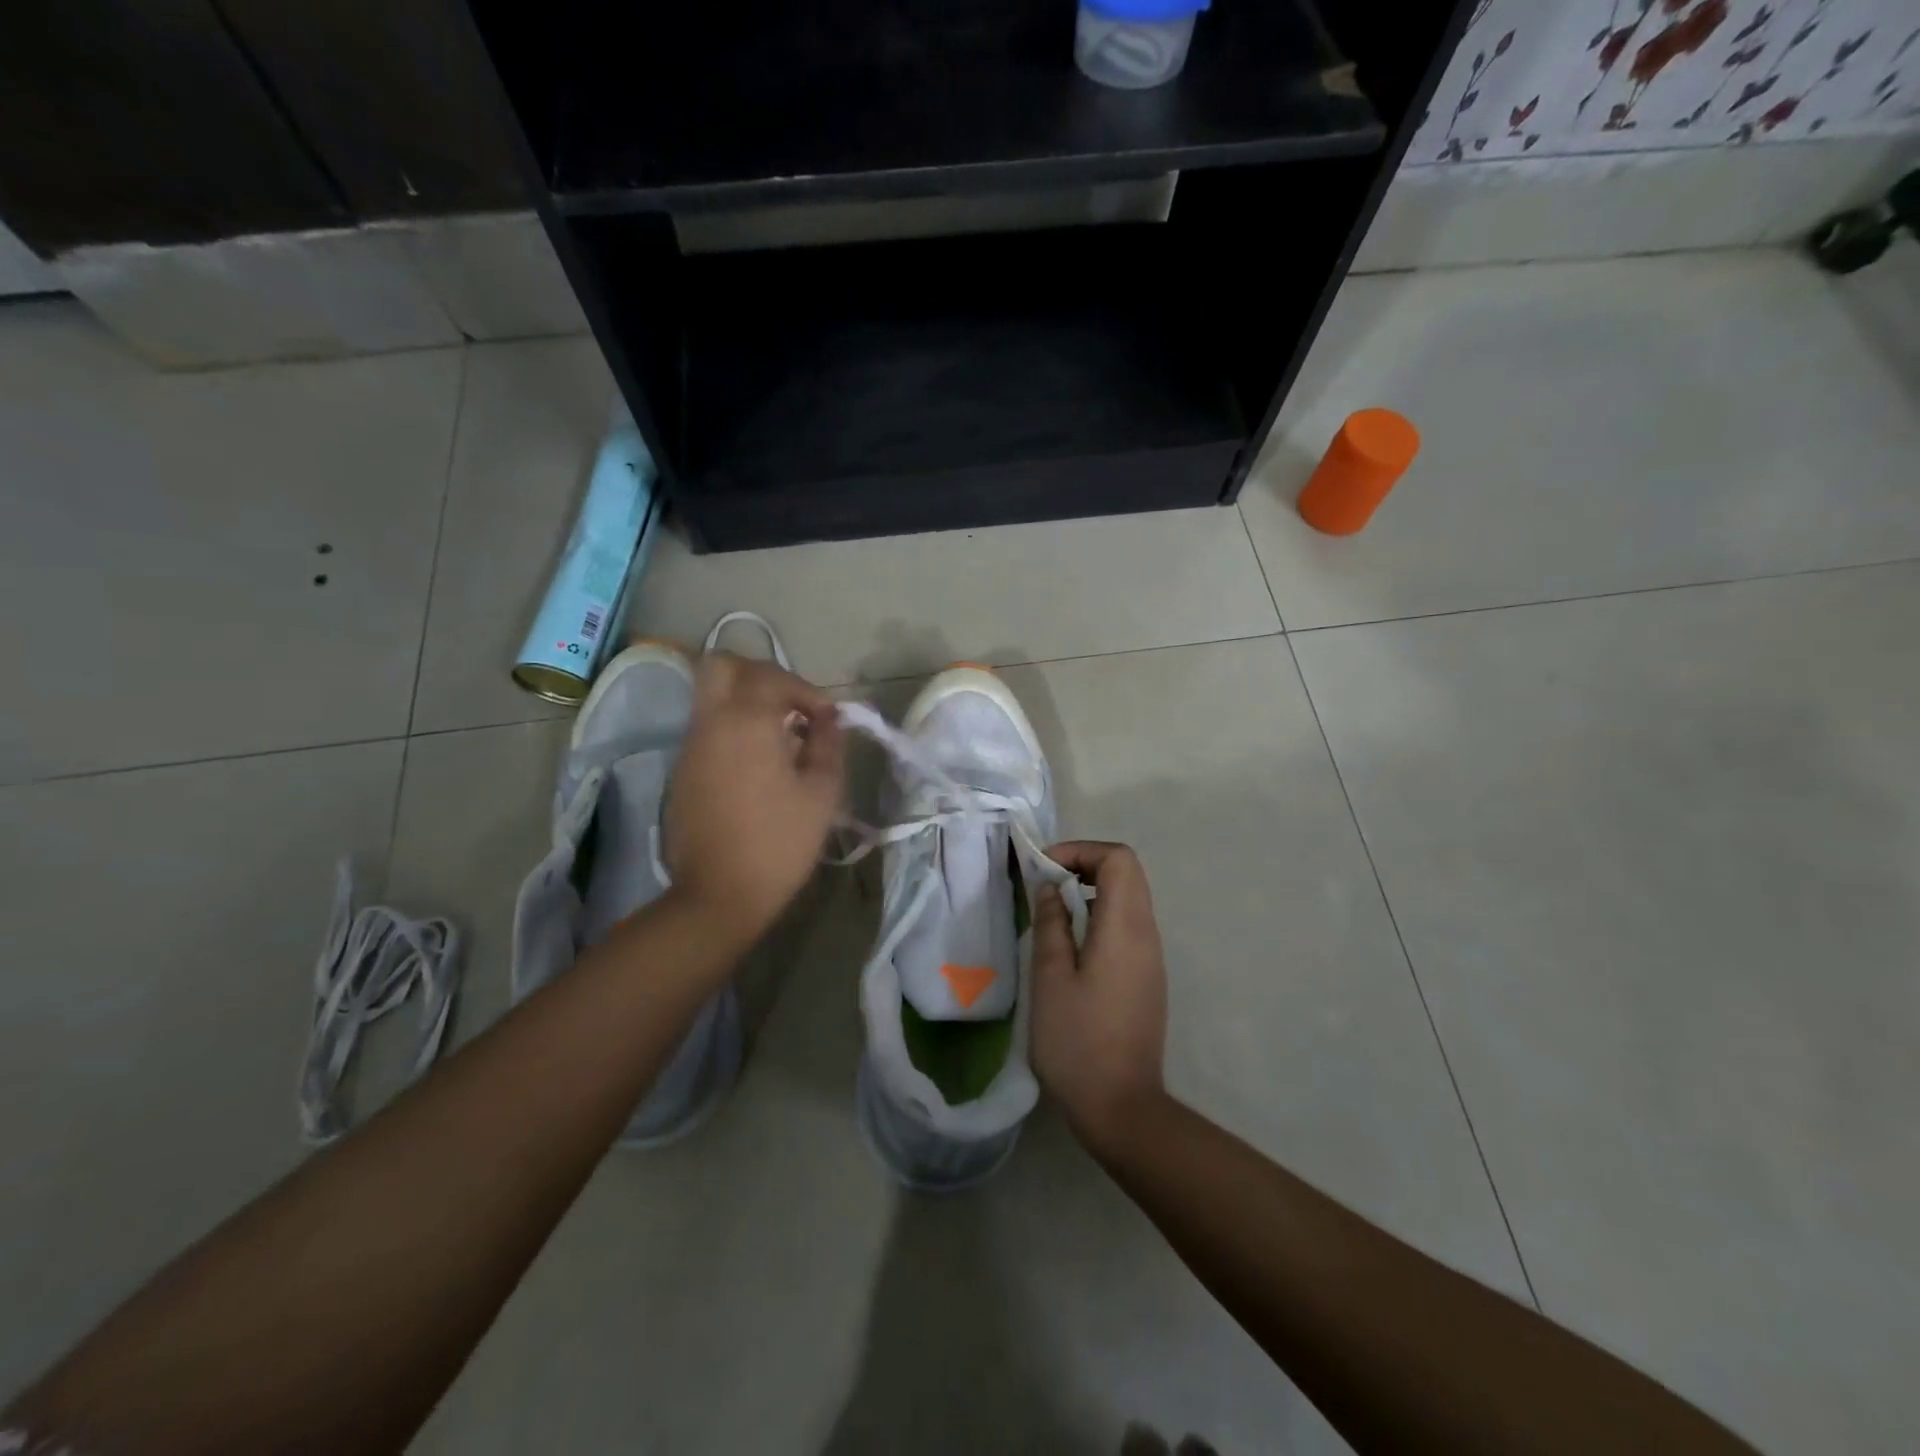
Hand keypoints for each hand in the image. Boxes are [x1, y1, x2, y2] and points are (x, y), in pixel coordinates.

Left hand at [663, 652, 845, 943]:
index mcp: (747, 721)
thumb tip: (827, 720)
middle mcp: (711, 722)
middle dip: (761, 674)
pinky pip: (707, 727)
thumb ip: (828, 745)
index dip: (807, 691)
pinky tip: (759, 763)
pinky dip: (733, 727)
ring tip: (781, 735)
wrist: (719, 894)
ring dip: (746, 701)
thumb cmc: (779, 842)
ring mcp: (690, 746)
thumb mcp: (822, 793)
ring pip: (711, 695)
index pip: (774, 677)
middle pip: (723, 665)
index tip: (827, 720)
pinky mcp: (682, 770)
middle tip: (790, 703)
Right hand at [1030, 841, 1168, 1156]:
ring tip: (1051, 911)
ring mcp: (1151, 957)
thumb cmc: (1078, 1042)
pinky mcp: (1147, 977)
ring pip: (1128, 898)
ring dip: (1090, 890)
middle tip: (1044, 883)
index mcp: (1125, 928)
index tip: (1044, 869)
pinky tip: (1070, 944)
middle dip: (1084, 865)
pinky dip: (1099, 915)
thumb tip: (1050, 888)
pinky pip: (1127, 925)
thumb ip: (1051, 924)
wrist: (1122, 1108)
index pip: (1119, 859)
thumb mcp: (1051, 978)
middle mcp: (1147, 934)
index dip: (1081, 851)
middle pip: (1127, 873)